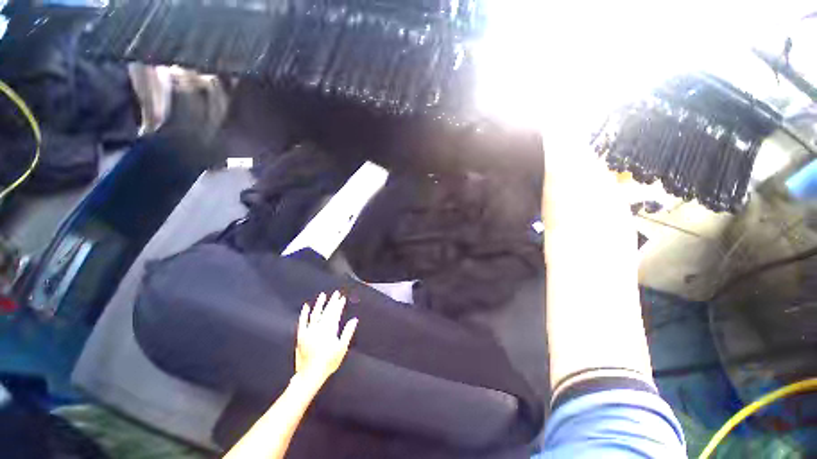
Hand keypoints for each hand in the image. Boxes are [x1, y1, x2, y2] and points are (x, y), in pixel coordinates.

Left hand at [295, 291, 357, 385]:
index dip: (339, 305)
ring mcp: (309, 331)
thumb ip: (347, 332)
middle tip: (336, 293)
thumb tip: (354, 320)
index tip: (342, 298)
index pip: (335, 313)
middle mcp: (319, 328)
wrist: (310, 375)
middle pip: (327, 312)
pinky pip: (302, 322)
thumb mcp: (342, 348)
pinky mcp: (301, 336)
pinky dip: (304, 314)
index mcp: (329, 330)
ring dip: (319, 304)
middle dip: (332, 302)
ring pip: (315, 314)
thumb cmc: (328, 362)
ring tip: (323, 295)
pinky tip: (306, 306)